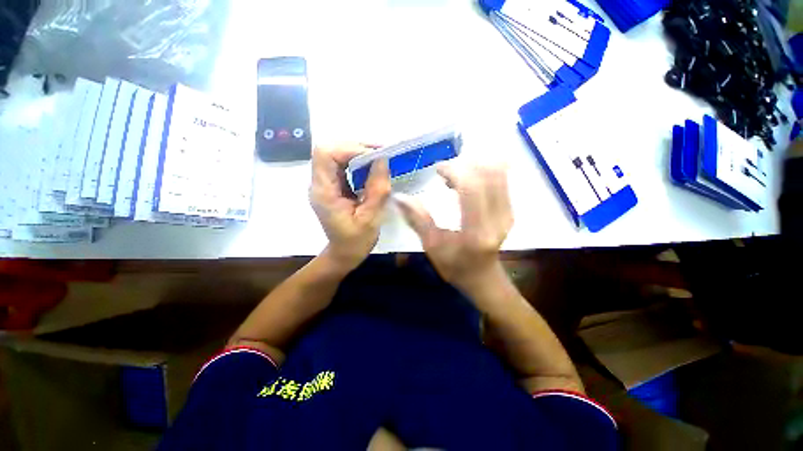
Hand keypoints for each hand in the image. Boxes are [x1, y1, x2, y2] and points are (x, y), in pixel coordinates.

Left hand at [310, 144, 390, 270]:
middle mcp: (320, 184)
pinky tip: (372, 168)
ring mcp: (325, 184)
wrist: (344, 253)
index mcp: (324, 192)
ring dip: (357, 152)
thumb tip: (383, 160)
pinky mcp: (333, 186)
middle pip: (329, 150)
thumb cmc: (356, 241)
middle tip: (381, 153)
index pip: (326, 155)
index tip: (375, 155)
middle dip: (355, 147)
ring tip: (379, 158)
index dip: (350, 149)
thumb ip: (377, 189)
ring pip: (336, 155)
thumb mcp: (370, 218)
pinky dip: (358, 162)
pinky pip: (342, 165)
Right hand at [395, 162, 512, 293]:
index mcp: (476, 231)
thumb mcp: (432, 246)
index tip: (437, 169)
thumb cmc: (454, 265)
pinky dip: (483, 172)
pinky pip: (501, 179)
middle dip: (464, 165)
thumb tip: (399, 197)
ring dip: (474, 166)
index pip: (471, 188)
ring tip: (455, 175)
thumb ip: (417, 220)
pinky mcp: (510, 209)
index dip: (454, 171)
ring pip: (497, 173)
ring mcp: (507, 212)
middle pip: (487, 174)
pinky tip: (467, 180)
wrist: (483, 276)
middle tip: (445, 171)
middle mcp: (497, 219)